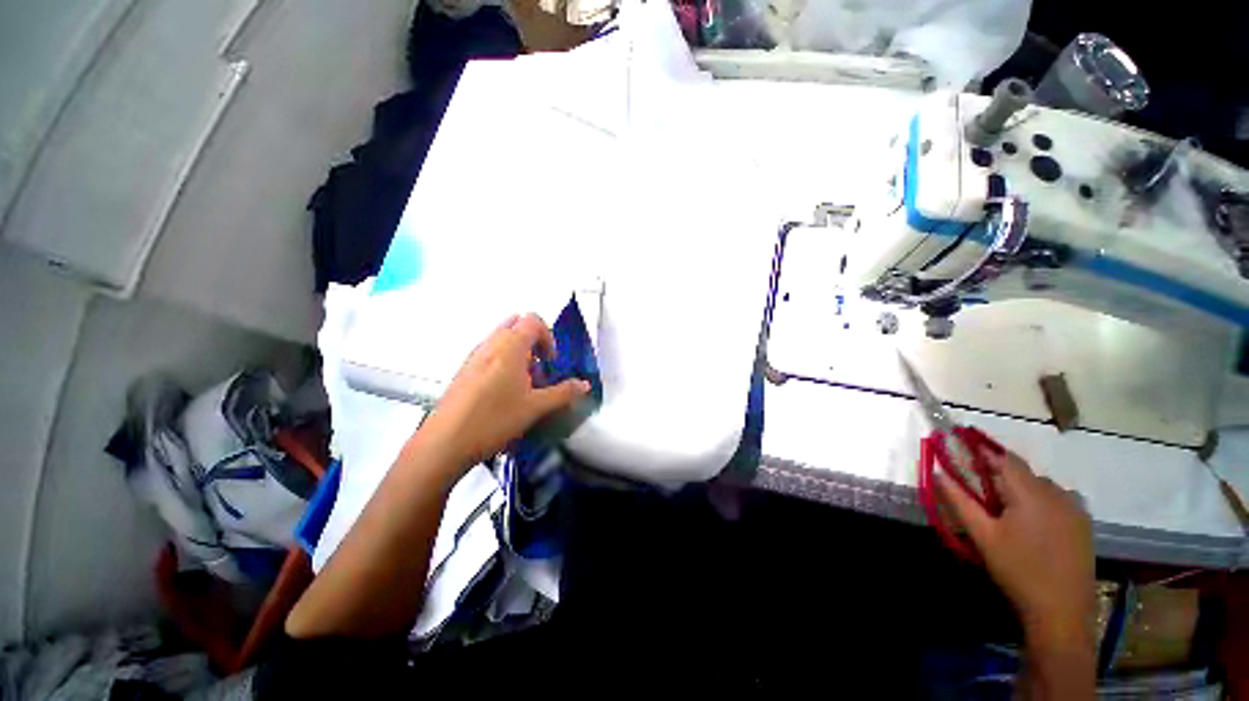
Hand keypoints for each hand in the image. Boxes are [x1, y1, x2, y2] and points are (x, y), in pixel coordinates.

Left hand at [419, 313, 590, 469]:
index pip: (533, 320)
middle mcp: (490, 345)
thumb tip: (584, 385)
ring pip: (502, 341)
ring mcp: (474, 357)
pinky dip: (503, 364)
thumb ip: (564, 392)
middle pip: (517, 327)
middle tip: (539, 371)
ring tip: (524, 385)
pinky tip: (504, 394)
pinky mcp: (464, 371)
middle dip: (533, 345)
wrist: (445, 443)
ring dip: (519, 355)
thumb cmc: (493, 419)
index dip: (548, 337)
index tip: (550, 362)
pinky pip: (489, 355)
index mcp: (510, 346)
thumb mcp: (535, 406)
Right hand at [935, 450, 1094, 645]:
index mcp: (1032, 493)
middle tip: (982, 495)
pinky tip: (1031, 526)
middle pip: (1024, 473)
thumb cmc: (1017, 570)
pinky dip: (1040, 503)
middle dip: (1001, 476)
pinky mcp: (1084, 525)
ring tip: (1006, 514)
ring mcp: (1076, 510)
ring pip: (1042, 487)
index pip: (1005, 459)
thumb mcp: (982, 536)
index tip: (964, 450)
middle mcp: (1058, 494)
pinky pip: (1057, 501)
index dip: (984, 452)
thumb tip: (938, 472)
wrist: (1062, 612)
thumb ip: (959, 501)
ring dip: (1021, 491)